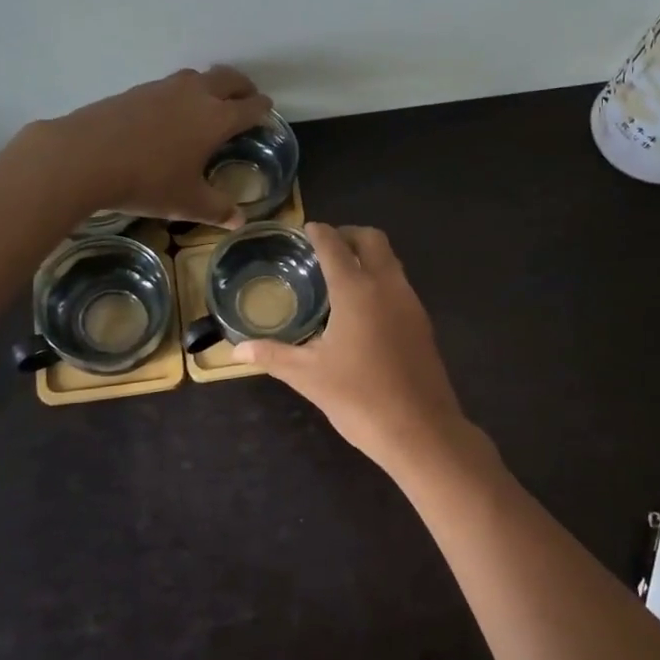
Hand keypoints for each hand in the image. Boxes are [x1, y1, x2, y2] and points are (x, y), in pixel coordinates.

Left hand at [34, 66, 273, 225]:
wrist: (85, 157)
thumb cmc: (147, 181)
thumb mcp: (187, 203)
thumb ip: (217, 209)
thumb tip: (239, 221)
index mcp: (216, 119)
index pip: (249, 107)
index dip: (262, 109)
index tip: (267, 110)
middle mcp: (195, 95)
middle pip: (228, 79)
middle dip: (242, 87)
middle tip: (246, 98)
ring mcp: (163, 89)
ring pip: (197, 76)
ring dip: (210, 85)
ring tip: (209, 102)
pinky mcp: (136, 90)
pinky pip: (169, 86)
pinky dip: (180, 93)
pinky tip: (169, 114)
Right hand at [233, 224, 472, 473]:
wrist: (421, 430)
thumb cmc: (359, 398)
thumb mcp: (308, 376)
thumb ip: (272, 356)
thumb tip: (236, 350)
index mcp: (356, 290)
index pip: (335, 246)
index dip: (319, 233)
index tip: (307, 229)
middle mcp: (387, 286)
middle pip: (372, 239)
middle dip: (348, 235)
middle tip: (325, 247)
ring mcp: (411, 303)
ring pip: (391, 260)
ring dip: (368, 256)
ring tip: (342, 275)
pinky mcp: (423, 323)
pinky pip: (400, 284)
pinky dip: (381, 279)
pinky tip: (364, 308)